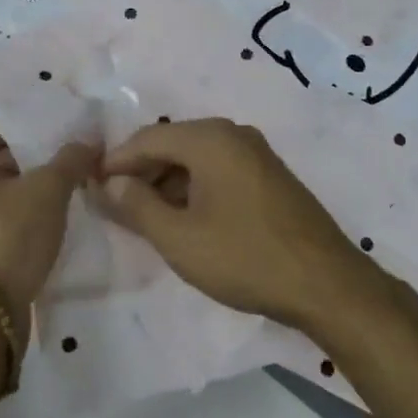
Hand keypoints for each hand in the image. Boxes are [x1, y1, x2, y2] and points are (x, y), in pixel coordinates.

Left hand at [0, 129, 97, 340]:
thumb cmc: (6, 234)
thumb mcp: (47, 189)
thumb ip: (69, 161)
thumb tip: (88, 141)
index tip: (30, 144)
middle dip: (17, 168)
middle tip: (54, 170)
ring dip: (19, 202)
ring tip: (57, 203)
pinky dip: (14, 231)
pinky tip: (45, 237)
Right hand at [100, 118, 370, 329]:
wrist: (326, 283)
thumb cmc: (245, 257)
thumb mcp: (179, 238)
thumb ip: (137, 205)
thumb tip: (110, 182)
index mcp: (209, 138)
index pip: (147, 139)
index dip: (115, 162)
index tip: (90, 186)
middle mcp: (233, 134)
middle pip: (172, 144)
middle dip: (141, 172)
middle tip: (113, 204)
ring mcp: (256, 153)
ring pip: (196, 158)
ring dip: (166, 182)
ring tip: (144, 216)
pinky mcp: (269, 175)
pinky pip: (219, 170)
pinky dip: (194, 187)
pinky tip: (184, 218)